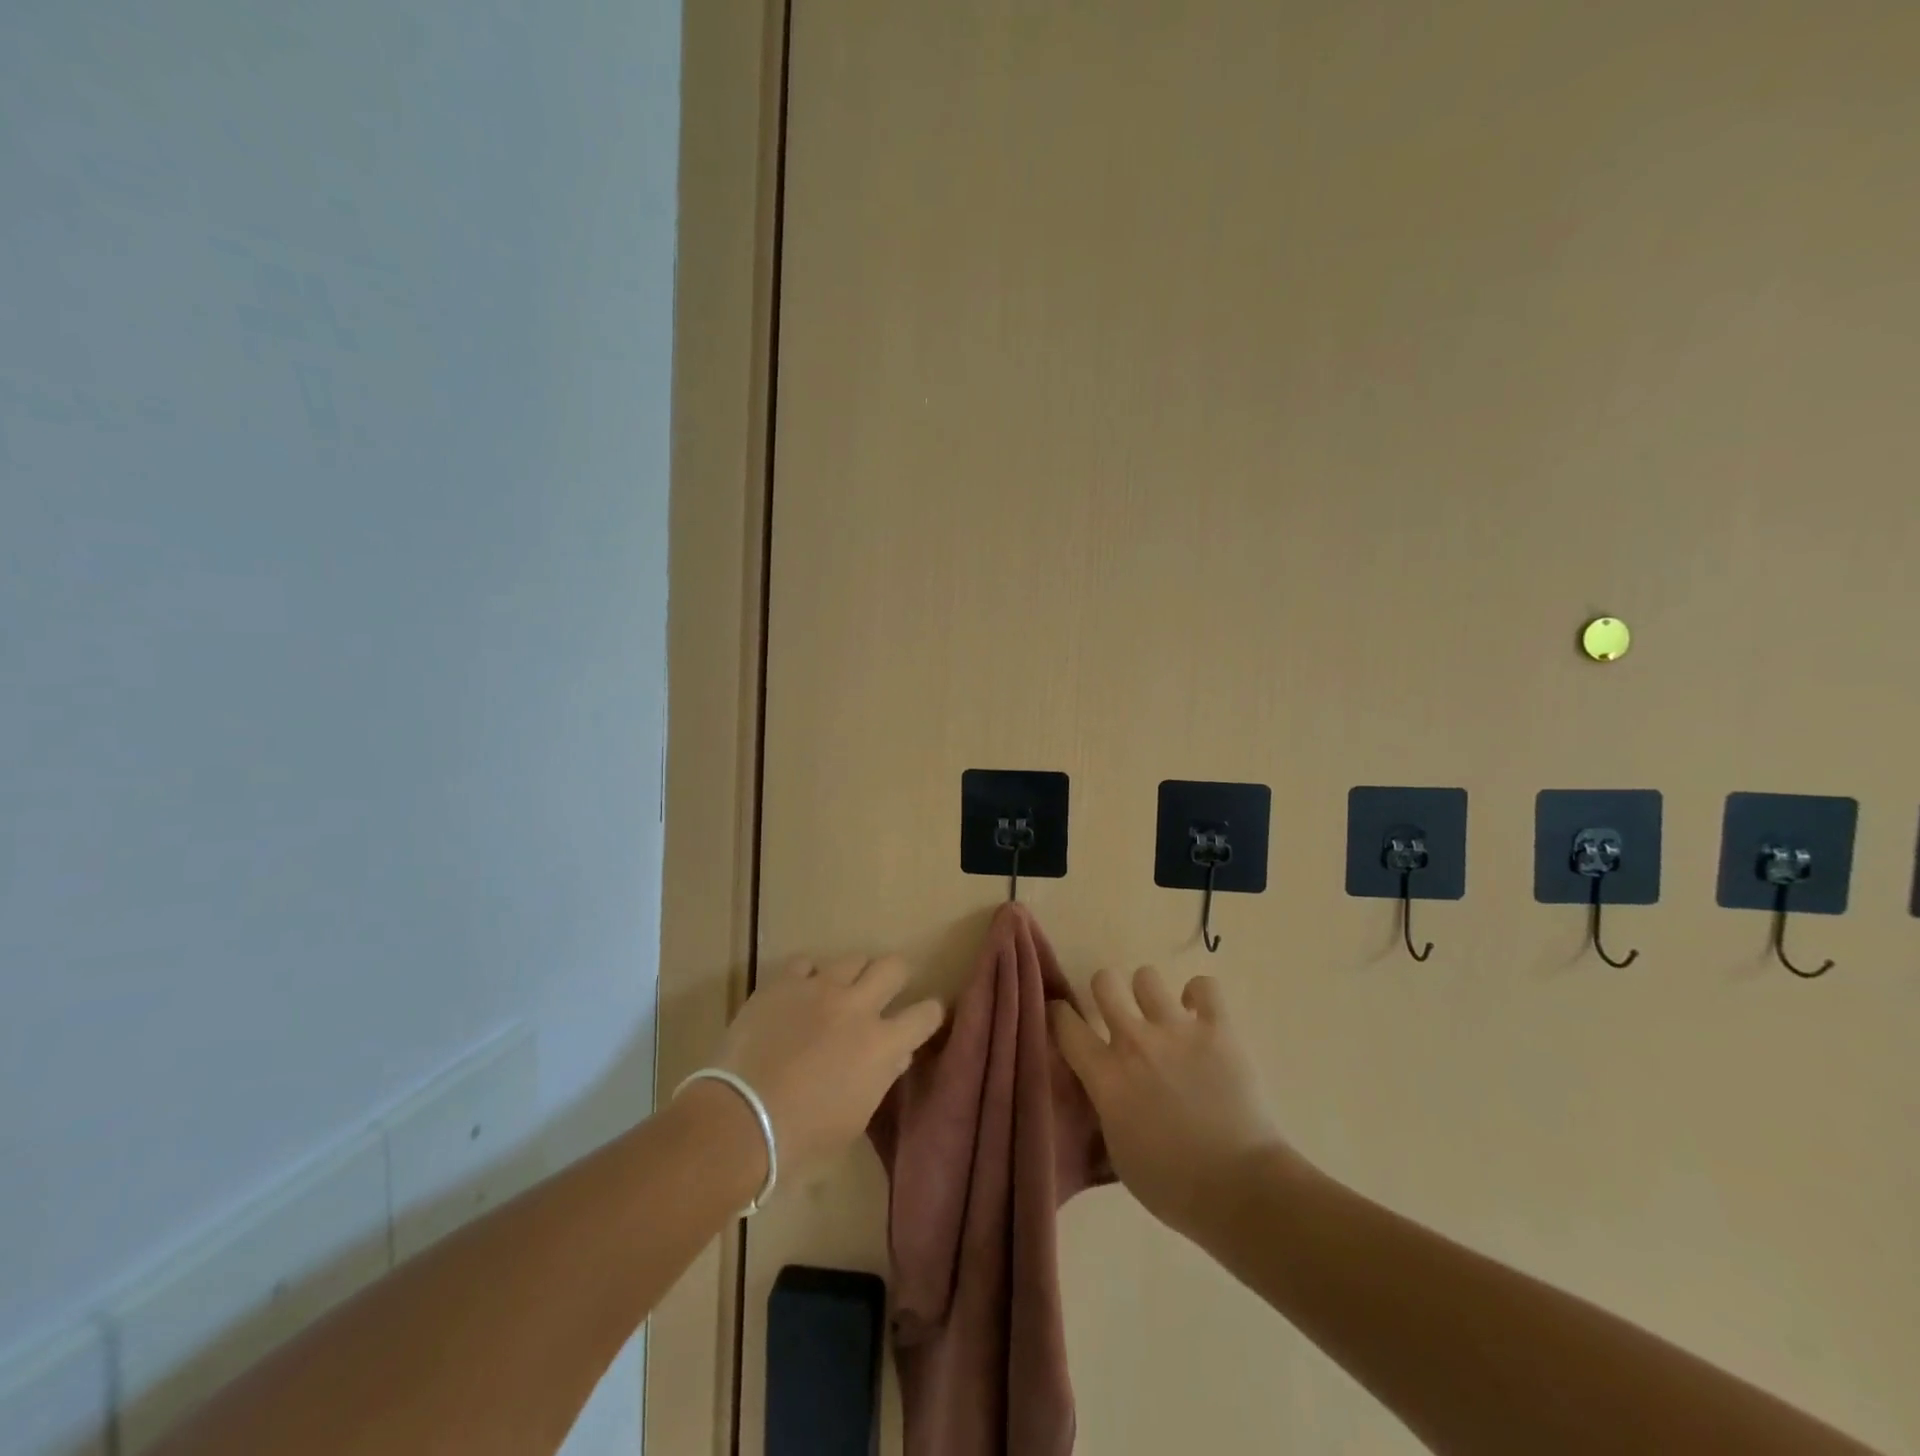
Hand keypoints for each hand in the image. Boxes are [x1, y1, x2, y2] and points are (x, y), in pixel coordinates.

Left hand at [700, 955, 943, 1186]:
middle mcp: (858, 1006)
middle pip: (894, 966)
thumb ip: (880, 1078)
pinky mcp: (783, 983)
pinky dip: (807, 977)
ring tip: (839, 992)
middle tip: (885, 992)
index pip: (926, 1014)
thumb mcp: (855, 1118)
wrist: (739, 1121)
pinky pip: (805, 964)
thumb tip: (896, 1055)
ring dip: (852, 975)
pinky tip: (798, 996)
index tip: (925, 1017)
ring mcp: (819, 988)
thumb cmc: (802, 1138)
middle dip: (896, 977)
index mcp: (882, 1045)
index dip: (930, 1013)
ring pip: (853, 958)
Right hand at [1051, 967, 1301, 1239]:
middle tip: (1119, 1014)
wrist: (1240, 1189)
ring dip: (1150, 995)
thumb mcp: (1118, 1151)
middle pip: (1104, 981)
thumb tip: (1106, 1088)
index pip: (1064, 1022)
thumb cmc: (1173, 1185)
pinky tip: (1201, 1016)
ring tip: (1164, 1016)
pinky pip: (1205, 986)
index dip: (1059, 1015)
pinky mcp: (1218, 1028)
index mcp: (1106, 1075)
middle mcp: (1135, 1041)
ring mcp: (1177, 1030)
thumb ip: (1106, 1107)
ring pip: (1147, 977)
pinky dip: (1200, 996)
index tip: (1064, 1020)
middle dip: (1107, 992)